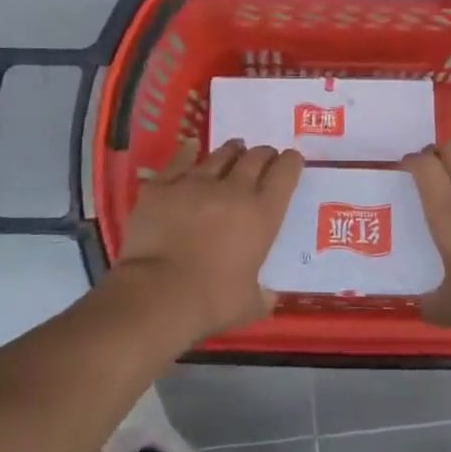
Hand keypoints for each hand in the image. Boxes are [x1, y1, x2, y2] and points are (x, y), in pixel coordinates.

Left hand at [116, 138, 302, 341]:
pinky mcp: (163, 186)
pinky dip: (188, 152)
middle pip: (255, 158)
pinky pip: (180, 160)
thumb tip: (267, 296)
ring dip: (232, 151)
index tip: (292, 159)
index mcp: (262, 214)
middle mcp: (233, 189)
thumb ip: (262, 295)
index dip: (291, 162)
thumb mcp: (249, 304)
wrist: (157, 294)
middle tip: (264, 157)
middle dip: (263, 155)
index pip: (285, 174)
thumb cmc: (211, 301)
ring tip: (235, 149)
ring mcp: (195, 182)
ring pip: (220, 155)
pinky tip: (192, 146)